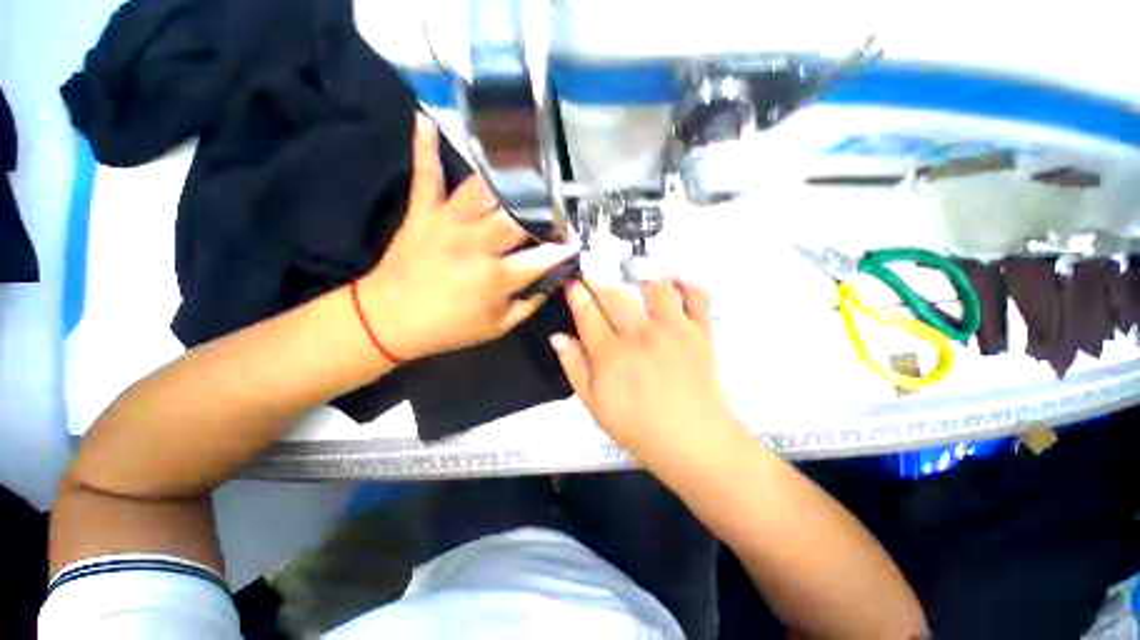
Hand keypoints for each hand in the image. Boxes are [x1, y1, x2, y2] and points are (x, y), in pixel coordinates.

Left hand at [356, 115, 577, 360]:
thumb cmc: (449, 328)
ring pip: (483, 189)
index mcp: (496, 277)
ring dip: (506, 175)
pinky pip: (426, 175)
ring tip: (526, 158)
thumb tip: (554, 279)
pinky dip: (425, 148)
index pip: (542, 257)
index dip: (563, 248)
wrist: (388, 321)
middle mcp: (476, 244)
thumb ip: (530, 303)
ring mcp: (447, 223)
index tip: (578, 239)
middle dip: (544, 206)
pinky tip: (427, 118)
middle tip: (560, 198)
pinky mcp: (422, 213)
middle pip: (518, 216)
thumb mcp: (498, 326)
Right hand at [550, 279, 744, 464]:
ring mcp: (673, 328)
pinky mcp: (701, 331)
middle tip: (594, 274)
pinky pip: (696, 294)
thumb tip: (557, 337)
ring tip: (633, 280)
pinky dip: (686, 283)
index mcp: (610, 353)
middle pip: (614, 293)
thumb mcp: (593, 404)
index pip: (587, 312)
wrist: (693, 441)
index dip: (576, 293)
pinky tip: (673, 283)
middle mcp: (640, 333)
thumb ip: (573, 367)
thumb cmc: (638, 426)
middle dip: (599, 279)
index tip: (572, 282)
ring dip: (639, 277)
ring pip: (654, 285)